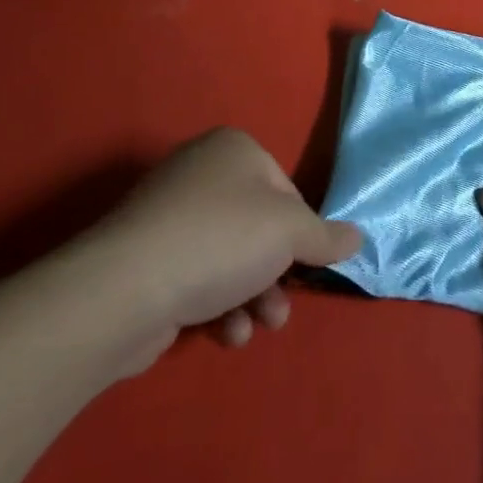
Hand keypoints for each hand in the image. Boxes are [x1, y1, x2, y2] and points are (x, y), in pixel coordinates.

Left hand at [88, 128, 361, 365]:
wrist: (125, 290)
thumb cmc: (221, 241)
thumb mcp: (291, 233)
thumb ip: (327, 236)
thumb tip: (357, 237)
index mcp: (234, 149)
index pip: (286, 190)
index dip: (300, 231)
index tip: (303, 262)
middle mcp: (201, 173)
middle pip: (259, 228)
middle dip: (277, 274)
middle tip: (282, 307)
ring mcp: (169, 217)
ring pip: (231, 258)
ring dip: (253, 297)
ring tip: (258, 326)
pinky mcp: (148, 260)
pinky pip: (198, 277)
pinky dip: (219, 306)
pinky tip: (226, 333)